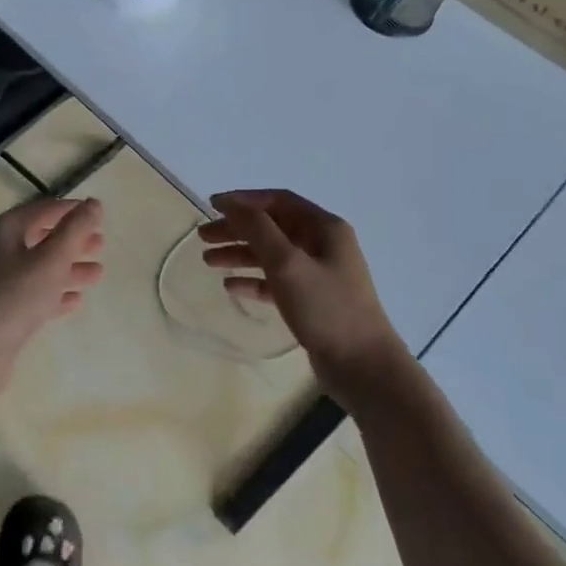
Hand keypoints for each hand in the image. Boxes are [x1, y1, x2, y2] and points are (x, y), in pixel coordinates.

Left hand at [0, 196, 105, 385]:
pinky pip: (34, 295)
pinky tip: (76, 301)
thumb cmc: (13, 297)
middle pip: (42, 238)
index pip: (44, 209)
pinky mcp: (3, 311)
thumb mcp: (51, 259)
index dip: (72, 210)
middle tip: (101, 245)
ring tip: (97, 274)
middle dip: (72, 241)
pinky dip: (55, 294)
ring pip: (40, 269)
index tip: (99, 214)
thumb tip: (94, 203)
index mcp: (5, 230)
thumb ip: (75, 230)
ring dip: (69, 269)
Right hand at [200, 190, 407, 389]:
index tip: (211, 205)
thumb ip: (258, 229)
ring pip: (272, 255)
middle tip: (203, 236)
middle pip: (272, 227)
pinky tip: (231, 287)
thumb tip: (231, 203)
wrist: (363, 365)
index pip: (278, 200)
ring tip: (208, 261)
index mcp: (324, 228)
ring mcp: (319, 274)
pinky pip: (277, 282)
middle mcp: (323, 245)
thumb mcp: (287, 263)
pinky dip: (254, 281)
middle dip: (237, 229)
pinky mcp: (312, 301)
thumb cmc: (326, 307)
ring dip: (241, 254)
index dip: (244, 200)